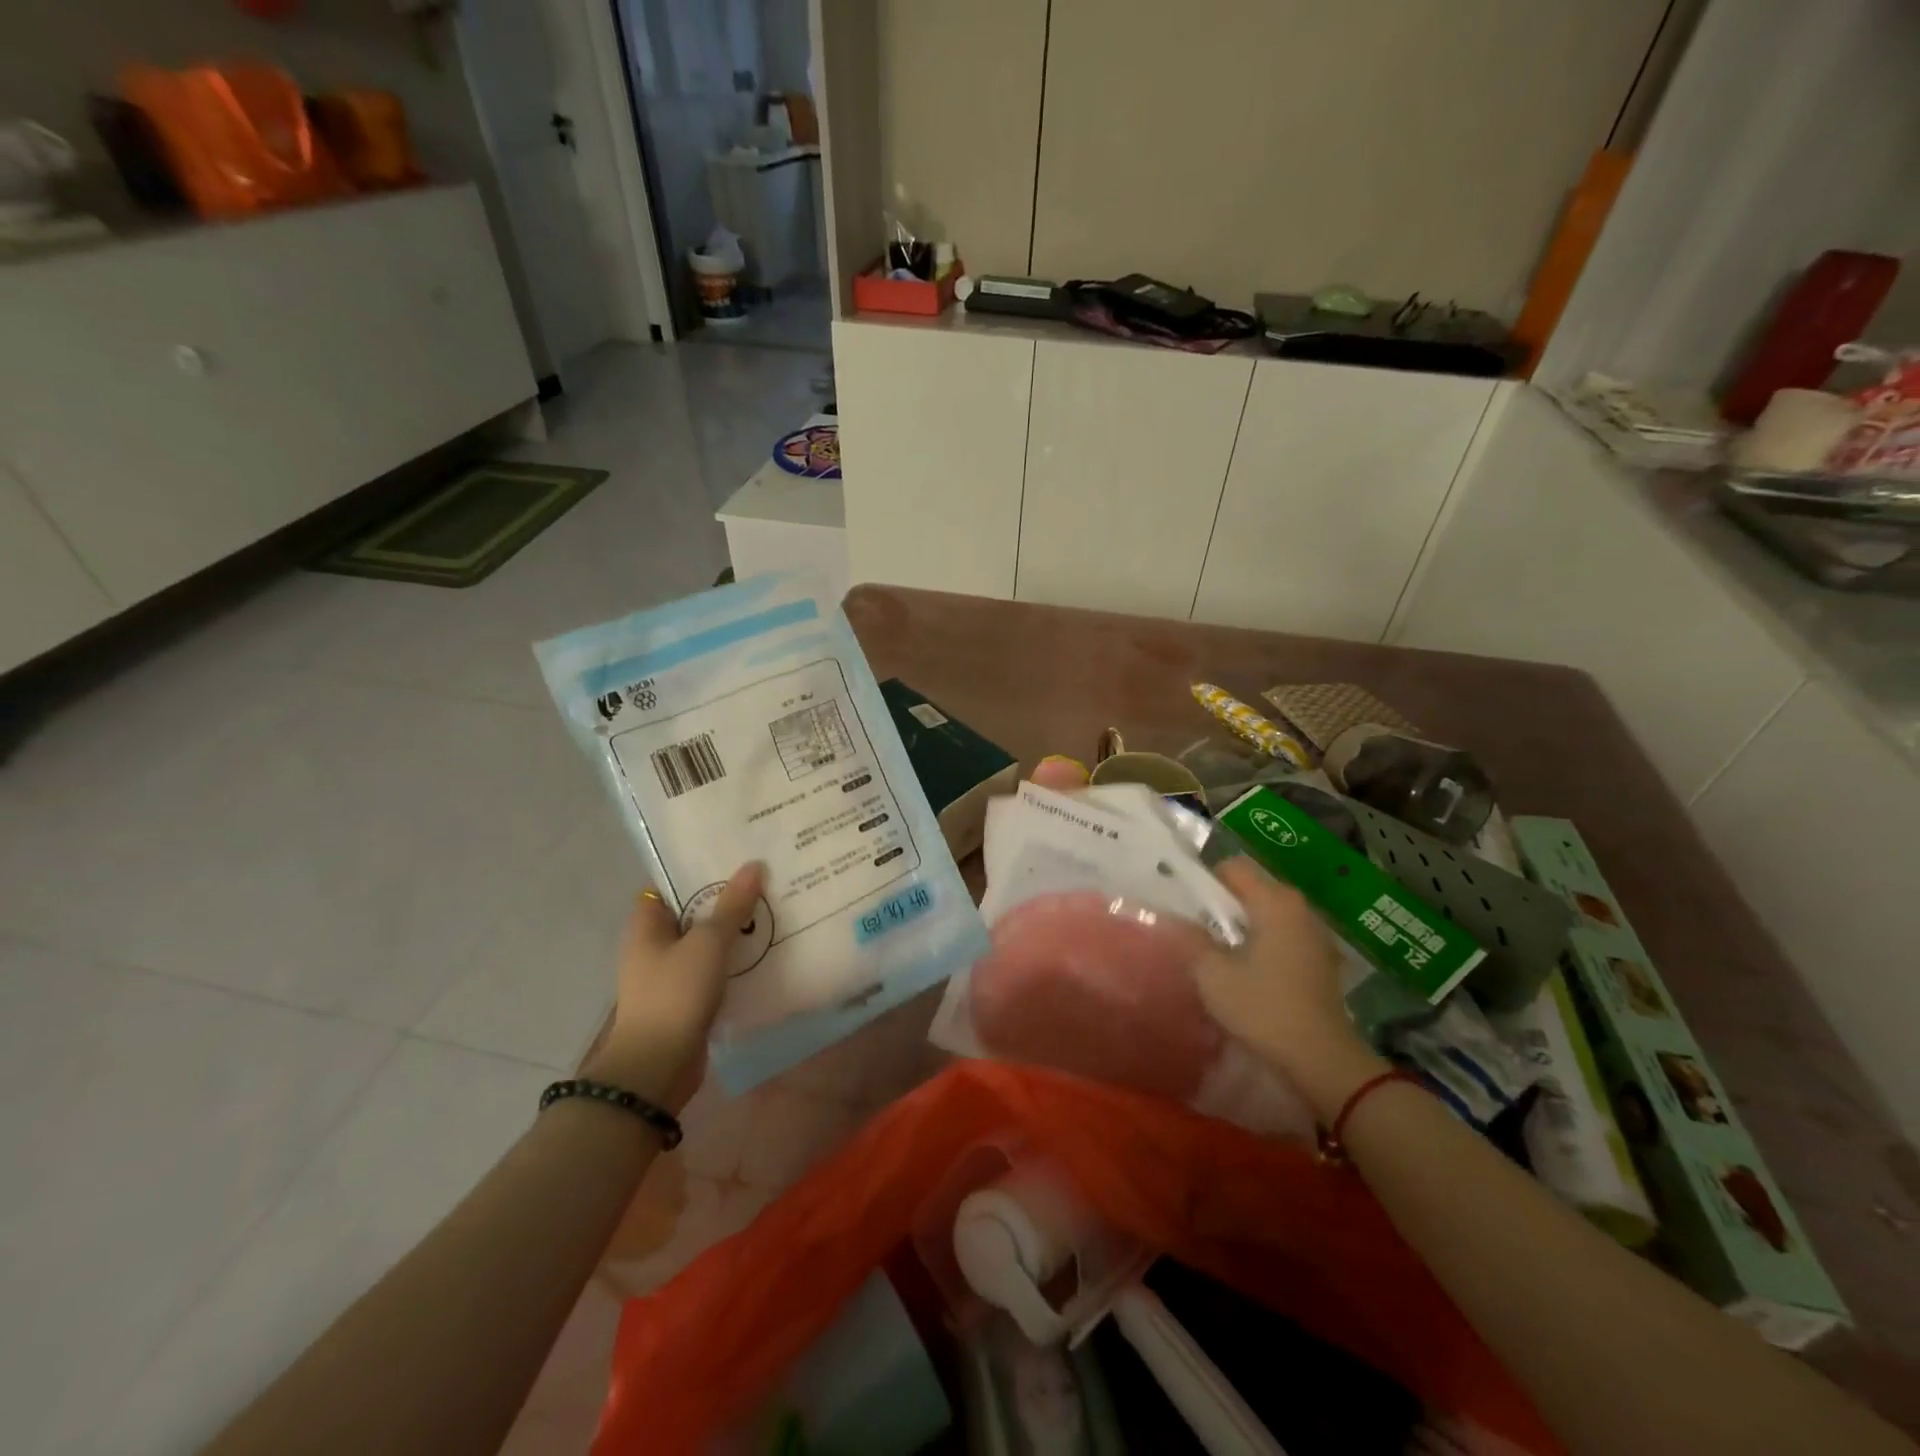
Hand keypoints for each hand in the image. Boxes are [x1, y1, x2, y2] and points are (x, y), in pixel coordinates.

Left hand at [581, 862, 765, 1110]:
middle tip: (764, 877)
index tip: (733, 855)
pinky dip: (735, 959)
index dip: (698, 867)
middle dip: (725, 897)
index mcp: (647, 924)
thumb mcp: (708, 943)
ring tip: (772, 907)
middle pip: (693, 910)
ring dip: (734, 929)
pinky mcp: (687, 998)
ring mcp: (670, 973)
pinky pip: (714, 968)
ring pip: (706, 941)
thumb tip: (753, 866)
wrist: (658, 1067)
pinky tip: (765, 949)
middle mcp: (654, 945)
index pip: (670, 883)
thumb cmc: (675, 994)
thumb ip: (732, 905)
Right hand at [1191, 858, 1389, 1120]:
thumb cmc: (1263, 1008)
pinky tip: (1248, 970)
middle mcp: (1299, 907)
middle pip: (1252, 888)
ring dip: (1242, 925)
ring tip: (1220, 952)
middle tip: (1197, 930)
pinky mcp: (1321, 959)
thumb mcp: (1213, 974)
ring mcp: (1315, 933)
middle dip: (1222, 905)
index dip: (1205, 881)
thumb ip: (1189, 938)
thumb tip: (1169, 917)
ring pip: (1267, 913)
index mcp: (1274, 901)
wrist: (1322, 1059)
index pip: (1232, 868)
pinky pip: (1283, 934)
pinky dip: (1262, 942)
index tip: (1186, 907)